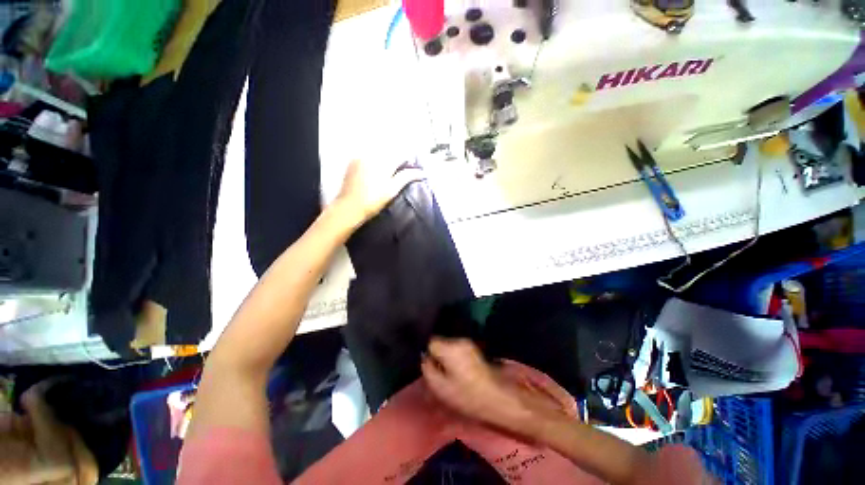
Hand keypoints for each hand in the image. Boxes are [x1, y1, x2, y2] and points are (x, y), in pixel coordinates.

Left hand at [334, 159, 423, 223]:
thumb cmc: (373, 201)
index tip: (411, 170)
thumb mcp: (392, 190)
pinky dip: (374, 162)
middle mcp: (371, 155)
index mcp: (383, 162)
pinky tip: (374, 174)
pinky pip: (368, 157)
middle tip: (400, 173)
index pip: (401, 156)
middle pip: (389, 153)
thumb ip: (406, 177)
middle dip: (396, 161)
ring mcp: (360, 157)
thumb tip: (422, 173)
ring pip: (379, 154)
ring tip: (387, 175)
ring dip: (386, 161)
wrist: (348, 208)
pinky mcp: (352, 162)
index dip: (408, 162)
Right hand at [421, 338, 563, 438]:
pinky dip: (456, 358)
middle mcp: (459, 340)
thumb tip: (425, 357)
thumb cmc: (467, 395)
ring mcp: (469, 344)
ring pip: (450, 346)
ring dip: (447, 356)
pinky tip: (460, 372)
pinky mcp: (476, 350)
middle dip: (438, 354)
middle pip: (441, 342)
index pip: (431, 341)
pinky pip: (459, 350)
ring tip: (450, 374)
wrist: (499, 398)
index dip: (428, 353)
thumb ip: (428, 369)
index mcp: (450, 347)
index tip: (430, 365)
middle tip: (439, 372)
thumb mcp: (440, 387)